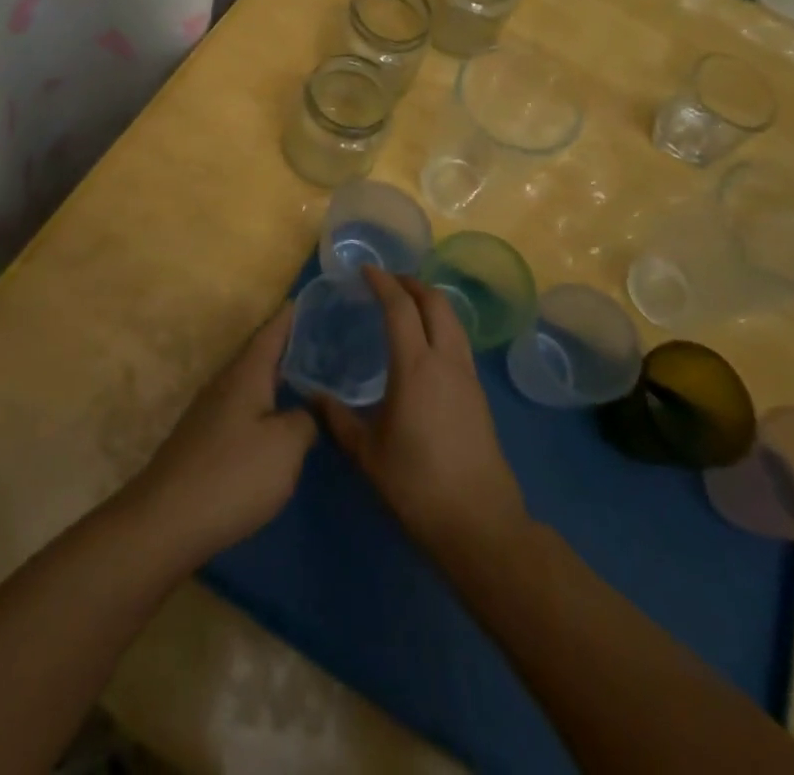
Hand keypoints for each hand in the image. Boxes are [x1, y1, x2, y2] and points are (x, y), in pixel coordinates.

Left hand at [125, 305, 315, 567]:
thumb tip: (306, 411)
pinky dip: (264, 407)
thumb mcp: (286, 447)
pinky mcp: (203, 442)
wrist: (166, 522)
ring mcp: (209, 413)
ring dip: (276, 379)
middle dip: (288, 348)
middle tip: (324, 342)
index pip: (271, 332)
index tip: (309, 299)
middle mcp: (225, 384)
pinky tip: (277, 424)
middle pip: (259, 356)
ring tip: (308, 381)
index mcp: (246, 374)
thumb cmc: (233, 475)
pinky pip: (242, 411)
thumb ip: (305, 421)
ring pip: (250, 385)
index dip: (291, 316)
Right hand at [317, 267, 528, 562]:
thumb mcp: (367, 454)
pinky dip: (442, 325)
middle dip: (412, 283)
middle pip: (436, 302)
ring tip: (408, 305)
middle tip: (388, 282)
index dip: (383, 283)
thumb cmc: (416, 485)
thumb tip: (313, 397)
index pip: (400, 308)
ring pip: (454, 320)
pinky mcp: (479, 394)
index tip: (365, 271)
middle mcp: (446, 360)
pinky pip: (459, 342)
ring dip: (431, 302)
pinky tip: (426, 345)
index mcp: (416, 367)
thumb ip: (338, 420)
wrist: (479, 523)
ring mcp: (468, 376)